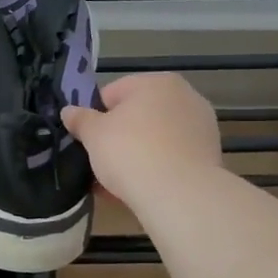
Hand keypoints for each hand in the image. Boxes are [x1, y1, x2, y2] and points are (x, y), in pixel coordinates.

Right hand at [59, 73, 221, 211]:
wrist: (179, 195)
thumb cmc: (131, 152)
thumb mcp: (94, 134)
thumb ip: (80, 119)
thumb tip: (68, 111)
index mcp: (157, 82)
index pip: (114, 93)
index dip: (95, 116)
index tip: (87, 140)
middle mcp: (185, 97)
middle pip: (138, 116)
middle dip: (118, 137)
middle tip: (100, 162)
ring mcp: (202, 126)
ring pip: (155, 139)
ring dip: (136, 155)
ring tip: (116, 183)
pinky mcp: (210, 156)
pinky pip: (172, 158)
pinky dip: (156, 169)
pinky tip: (138, 191)